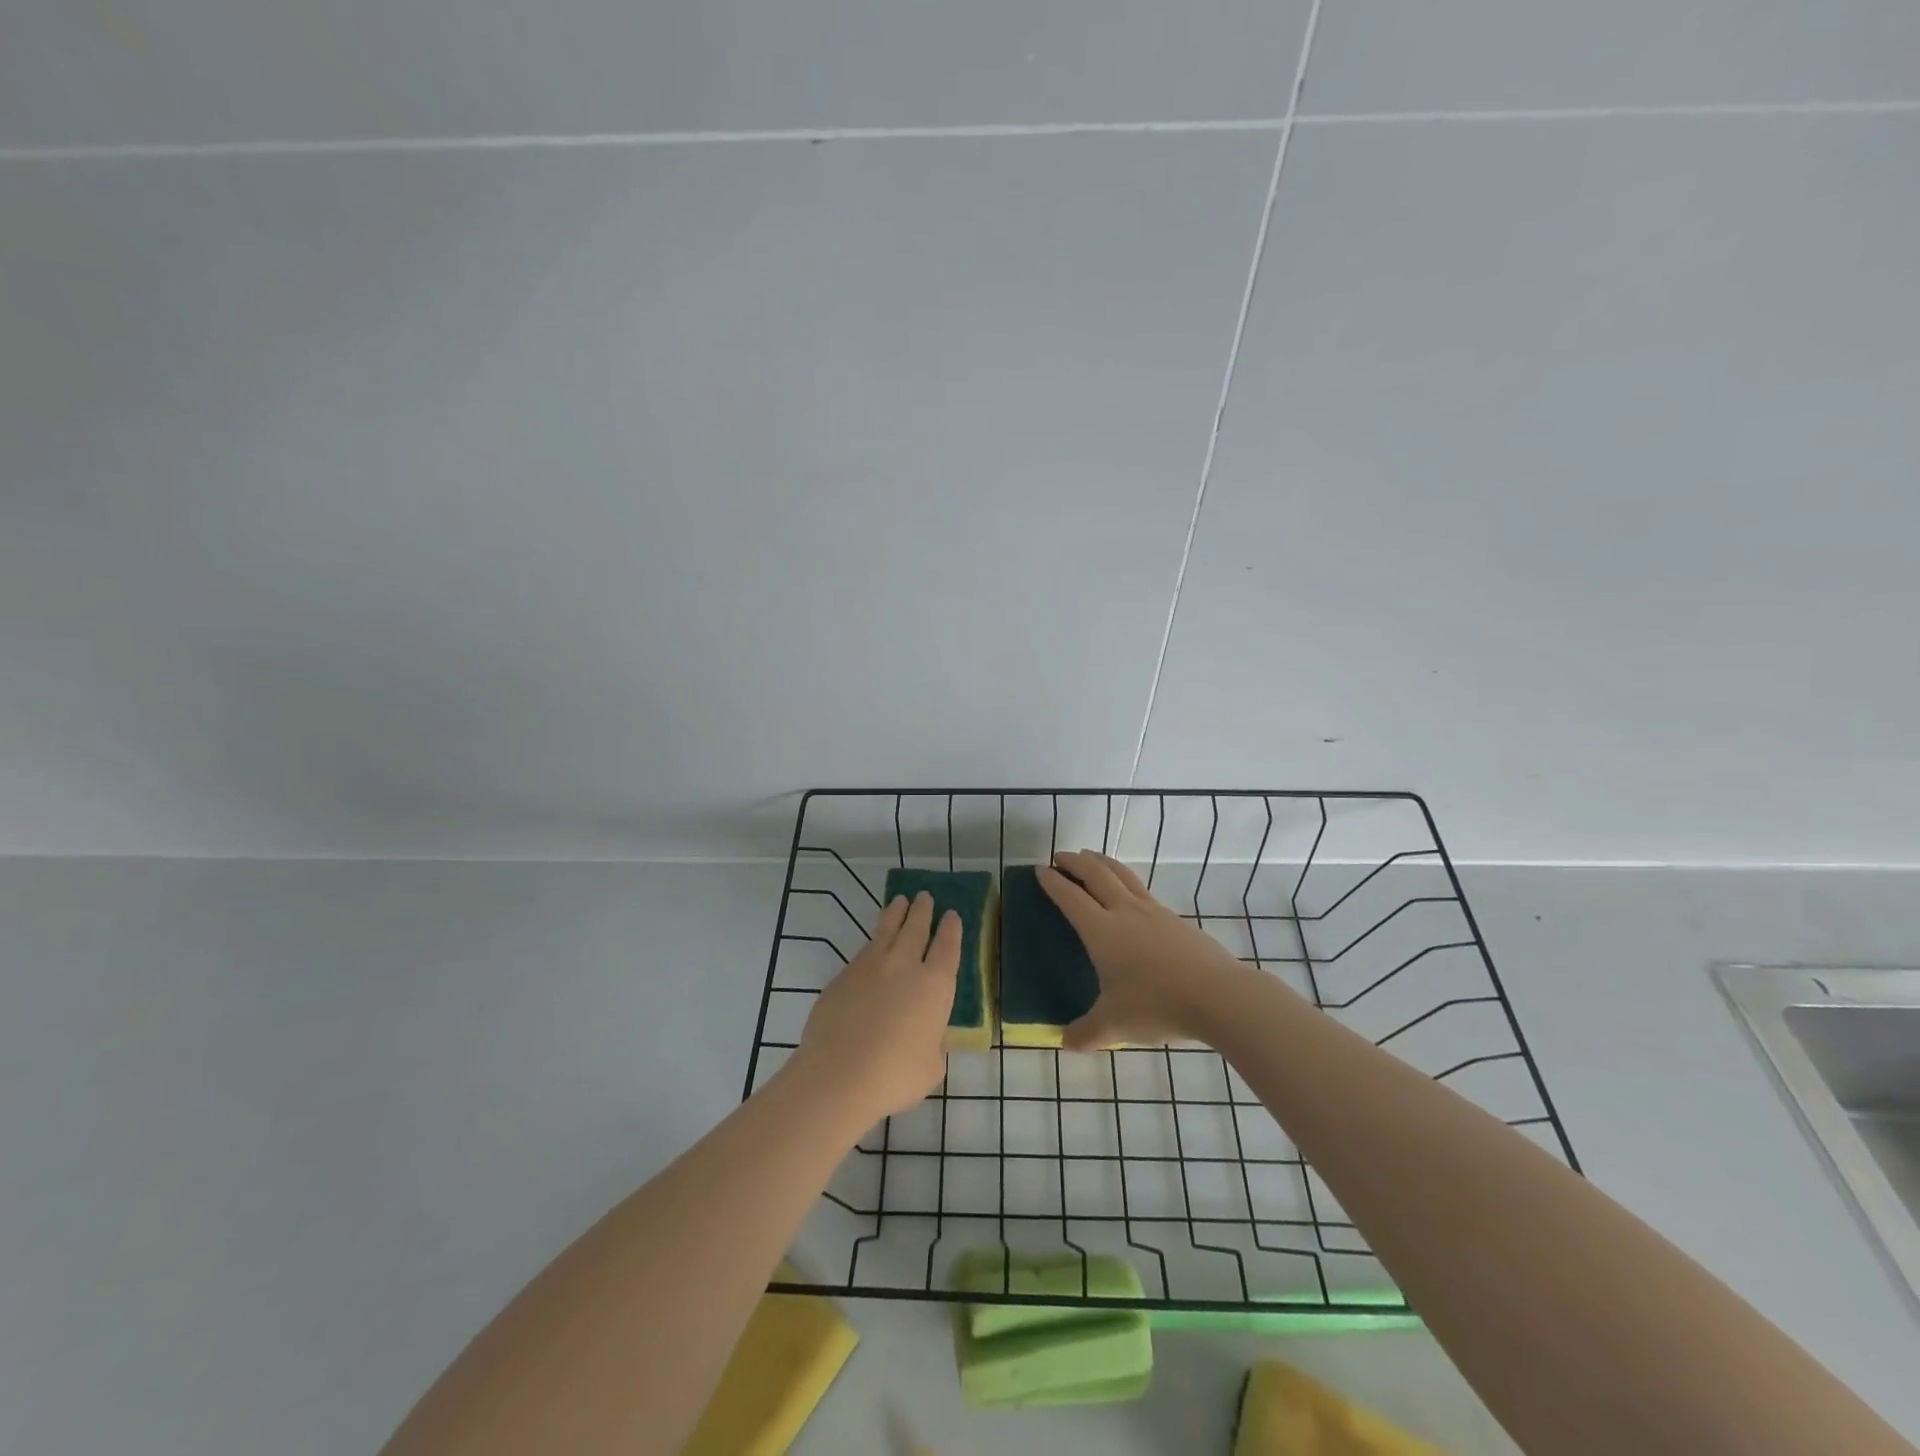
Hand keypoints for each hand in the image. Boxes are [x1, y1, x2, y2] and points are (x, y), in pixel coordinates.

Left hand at [788, 892, 960, 1126]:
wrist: (838, 1075)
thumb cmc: (895, 1076)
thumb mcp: (930, 1066)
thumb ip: (933, 1045)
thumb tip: (928, 1037)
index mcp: (934, 985)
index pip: (947, 947)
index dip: (951, 929)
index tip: (952, 914)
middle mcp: (904, 966)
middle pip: (916, 928)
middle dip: (923, 910)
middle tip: (925, 896)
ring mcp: (870, 967)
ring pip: (886, 930)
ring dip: (895, 914)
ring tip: (899, 902)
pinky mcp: (842, 976)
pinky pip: (863, 952)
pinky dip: (873, 942)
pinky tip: (872, 945)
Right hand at [1037, 850, 1253, 1050]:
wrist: (1218, 996)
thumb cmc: (1157, 1005)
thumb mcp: (1114, 1026)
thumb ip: (1086, 1033)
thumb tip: (1065, 1042)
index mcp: (1102, 931)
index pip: (1070, 897)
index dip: (1053, 882)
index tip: (1040, 869)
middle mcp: (1124, 912)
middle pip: (1096, 874)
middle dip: (1075, 862)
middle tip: (1060, 856)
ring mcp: (1153, 911)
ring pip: (1122, 875)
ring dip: (1102, 862)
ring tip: (1091, 858)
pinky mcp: (1175, 919)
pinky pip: (1142, 890)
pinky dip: (1126, 881)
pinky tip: (1129, 893)